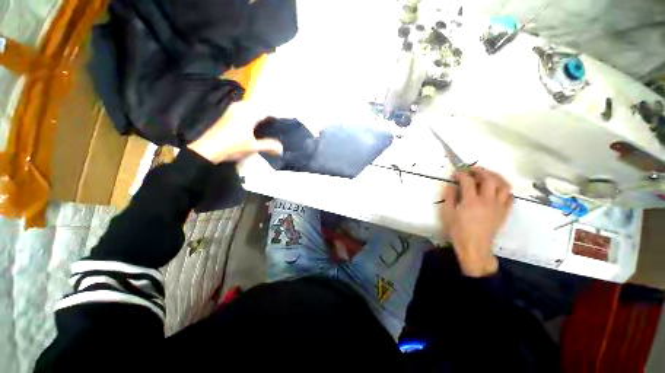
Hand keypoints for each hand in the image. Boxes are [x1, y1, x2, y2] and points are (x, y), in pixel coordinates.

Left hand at [187, 102, 282, 163]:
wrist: (208, 149)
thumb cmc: (233, 146)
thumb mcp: (254, 147)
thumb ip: (269, 146)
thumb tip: (281, 148)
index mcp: (249, 113)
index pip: (266, 110)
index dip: (274, 117)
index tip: (279, 125)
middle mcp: (240, 108)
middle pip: (257, 106)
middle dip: (265, 114)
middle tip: (272, 125)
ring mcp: (231, 110)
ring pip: (248, 107)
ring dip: (256, 113)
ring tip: (262, 125)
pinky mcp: (226, 114)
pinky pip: (241, 109)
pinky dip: (248, 115)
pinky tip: (250, 125)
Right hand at [440, 167, 512, 276]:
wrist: (474, 246)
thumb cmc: (458, 230)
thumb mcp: (447, 213)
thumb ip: (449, 197)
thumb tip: (451, 185)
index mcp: (471, 201)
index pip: (467, 180)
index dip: (461, 173)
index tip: (456, 173)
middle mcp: (487, 200)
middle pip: (489, 178)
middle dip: (480, 170)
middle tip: (472, 170)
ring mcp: (498, 206)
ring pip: (504, 185)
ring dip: (496, 177)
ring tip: (487, 176)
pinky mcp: (504, 212)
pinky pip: (510, 197)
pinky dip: (504, 190)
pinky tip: (497, 190)